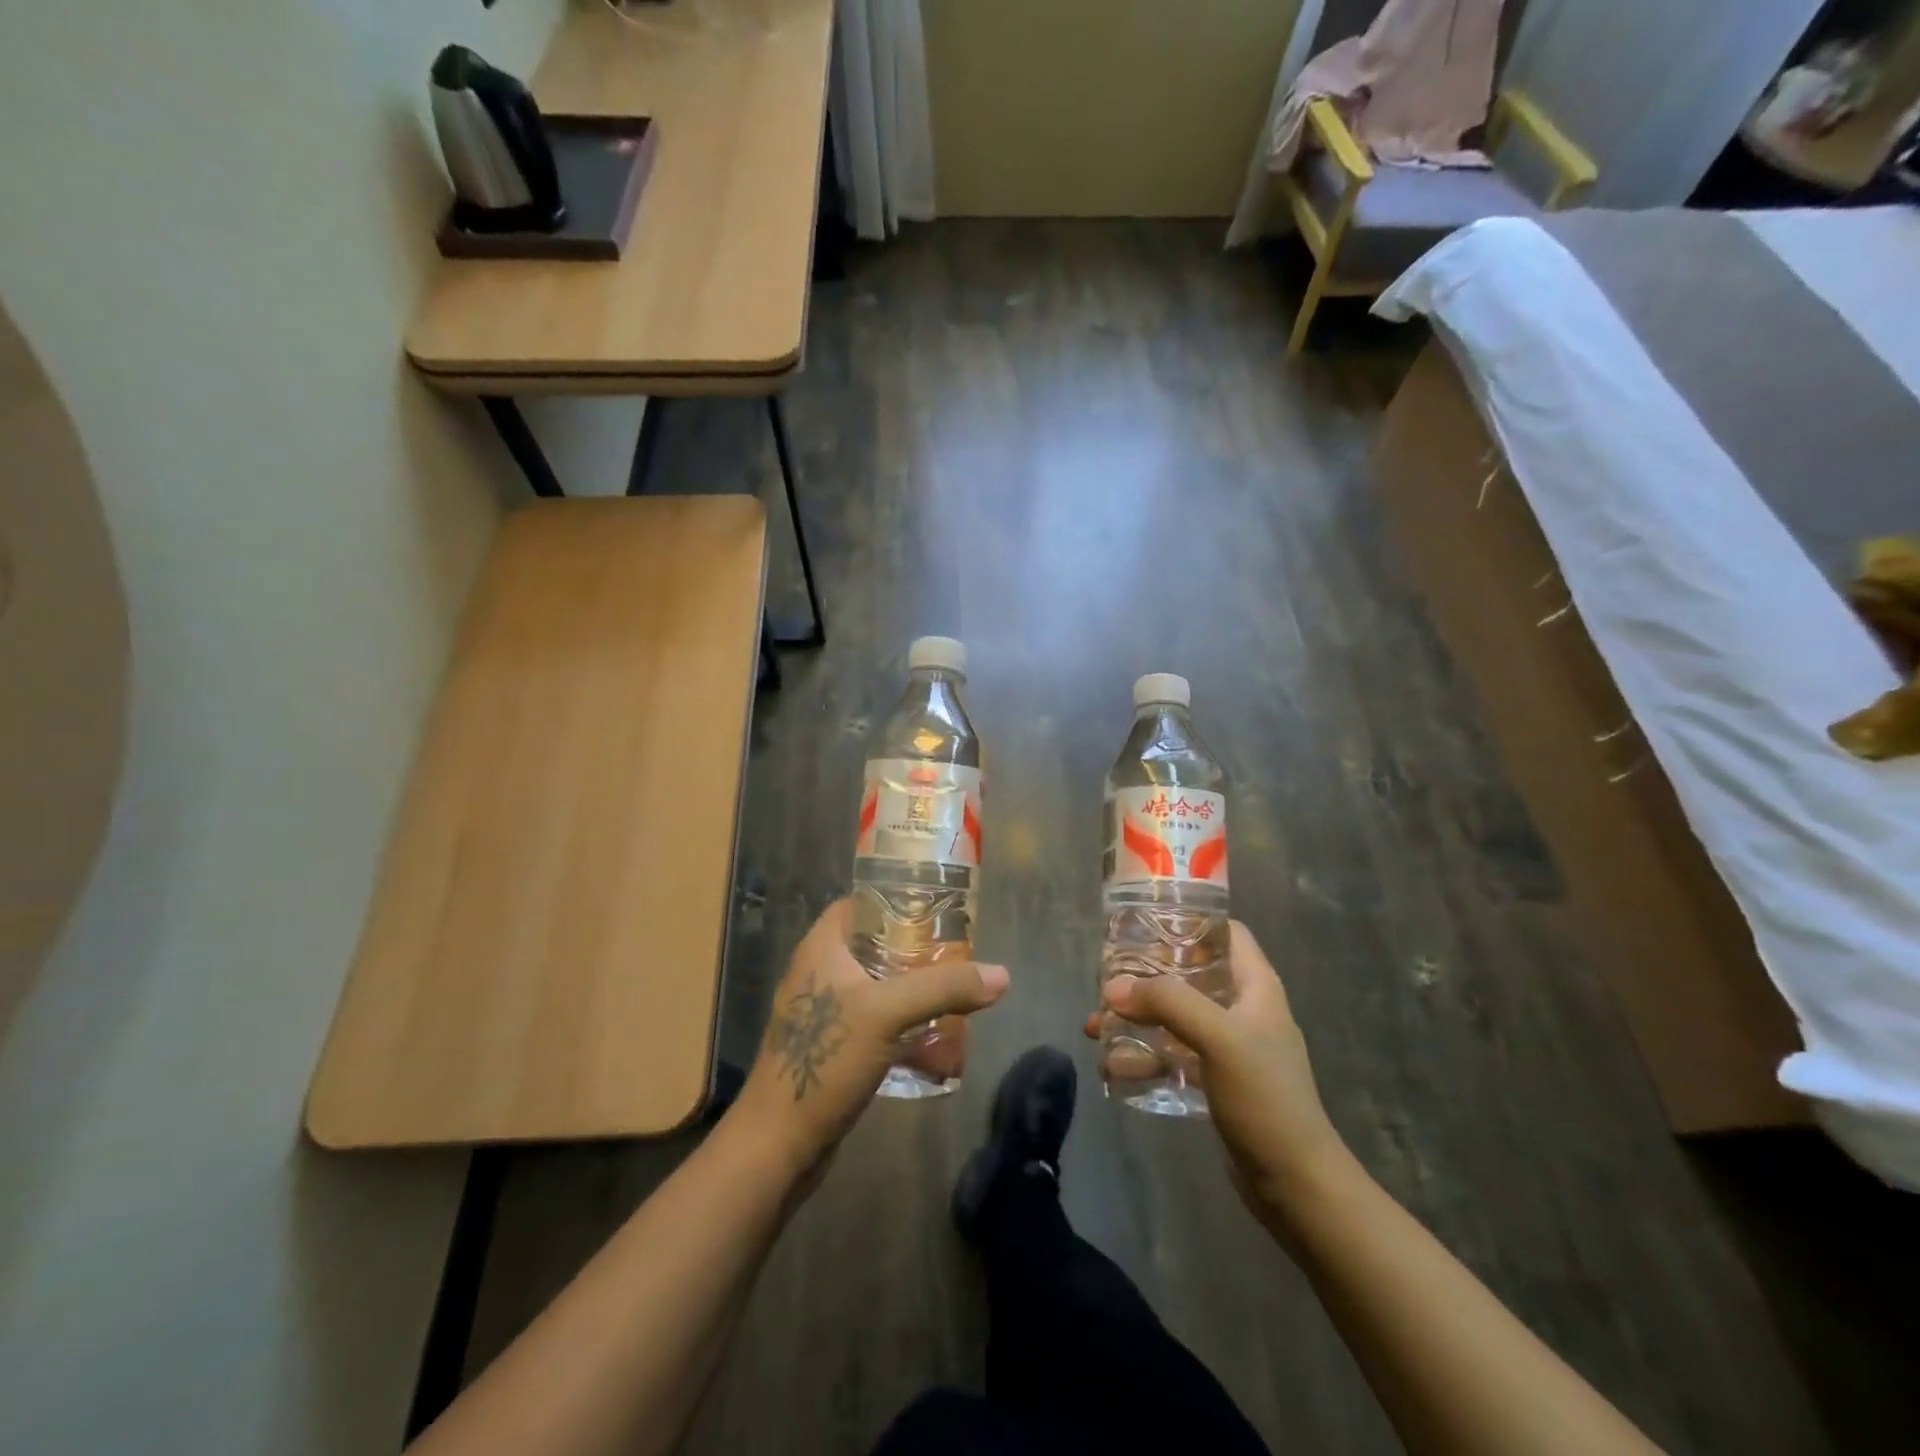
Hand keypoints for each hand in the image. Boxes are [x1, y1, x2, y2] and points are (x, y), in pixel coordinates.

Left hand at [732, 899, 1009, 1177]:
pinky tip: (934, 1040)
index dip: (895, 900)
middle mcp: (819, 973)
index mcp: (821, 948)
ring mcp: (823, 1013)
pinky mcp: (831, 1049)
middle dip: (914, 950)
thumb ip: (943, 988)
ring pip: (876, 986)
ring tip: (954, 993)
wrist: (778, 1144)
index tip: (936, 909)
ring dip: (911, 990)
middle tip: (956, 954)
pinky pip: (874, 1023)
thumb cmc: (824, 1060)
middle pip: (873, 945)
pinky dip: (902, 1025)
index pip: (859, 904)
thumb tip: (1002, 975)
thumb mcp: (887, 1013)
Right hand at [1087, 921, 1350, 1230]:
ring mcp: (1229, 1047)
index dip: (1189, 920)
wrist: (1295, 1184)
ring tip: (1095, 1027)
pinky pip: (1172, 1055)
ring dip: (1136, 1019)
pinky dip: (1144, 1056)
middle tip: (1106, 978)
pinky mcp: (1215, 1081)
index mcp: (1255, 986)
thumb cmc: (1265, 1097)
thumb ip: (1167, 1003)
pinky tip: (1112, 1067)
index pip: (1225, 932)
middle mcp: (1243, 1009)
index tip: (1143, 922)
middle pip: (1189, 974)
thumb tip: (1113, 988)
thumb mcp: (1218, 1037)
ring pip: (1174, 1017)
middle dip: (1145, 976)